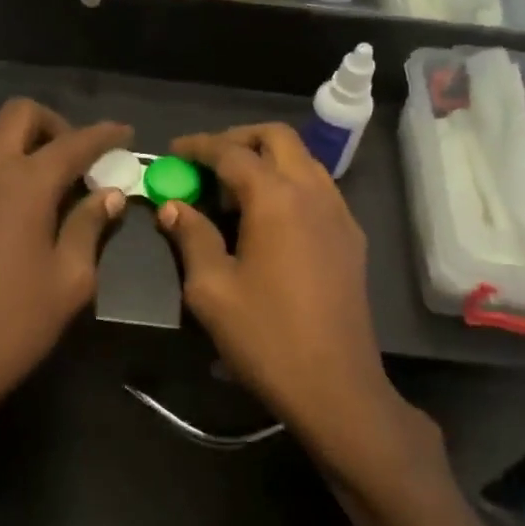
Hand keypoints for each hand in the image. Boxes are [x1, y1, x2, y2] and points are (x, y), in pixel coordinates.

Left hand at [0, 101, 131, 473]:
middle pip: (20, 115)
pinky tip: (3, 207)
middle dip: (54, 125)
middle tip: (76, 157)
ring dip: (17, 146)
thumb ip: (90, 225)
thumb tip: (108, 194)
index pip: (73, 143)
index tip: (124, 134)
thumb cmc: (15, 323)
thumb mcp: (70, 278)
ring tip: (39, 184)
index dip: (104, 135)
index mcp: (24, 183)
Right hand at [158, 124, 428, 480]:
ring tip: (232, 191)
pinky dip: (288, 184)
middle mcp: (314, 192)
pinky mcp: (351, 238)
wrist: (335, 386)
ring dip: (266, 160)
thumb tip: (173, 206)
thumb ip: (191, 237)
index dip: (198, 147)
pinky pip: (318, 189)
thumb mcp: (211, 289)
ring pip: (303, 161)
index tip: (173, 152)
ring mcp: (339, 214)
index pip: (232, 152)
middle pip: (277, 139)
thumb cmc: (265, 337)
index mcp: (277, 199)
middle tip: (205, 162)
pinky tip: (267, 219)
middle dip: (238, 139)